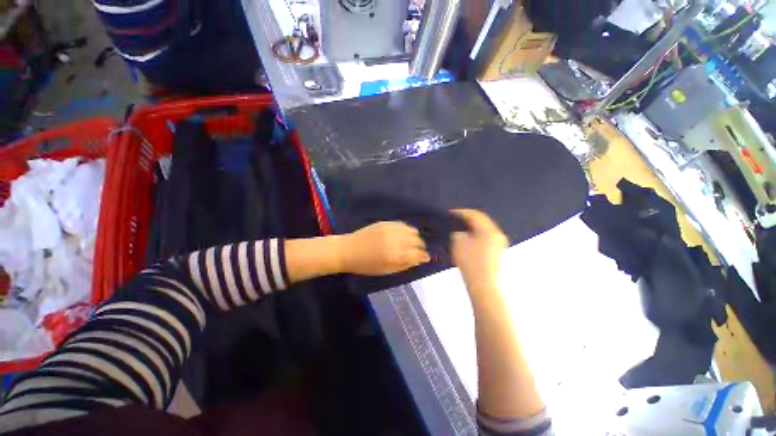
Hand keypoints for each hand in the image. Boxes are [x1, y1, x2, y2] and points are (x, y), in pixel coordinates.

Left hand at [340, 222, 429, 275]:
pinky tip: (402, 234)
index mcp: (398, 256)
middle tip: (416, 251)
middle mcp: (399, 241)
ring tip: (409, 242)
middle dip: (420, 247)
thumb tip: (419, 260)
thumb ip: (405, 265)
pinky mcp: (387, 223)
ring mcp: (393, 230)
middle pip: (419, 241)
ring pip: (413, 231)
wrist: (349, 250)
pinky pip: (404, 225)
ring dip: (414, 238)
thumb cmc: (367, 265)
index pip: (419, 254)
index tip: (425, 257)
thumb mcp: (387, 270)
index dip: (424, 256)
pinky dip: (407, 230)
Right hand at [450, 209, 508, 290]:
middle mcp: (497, 234)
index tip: (452, 212)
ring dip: (473, 227)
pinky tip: (469, 239)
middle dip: (469, 219)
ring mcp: (499, 244)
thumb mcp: (458, 243)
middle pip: (482, 221)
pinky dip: (477, 235)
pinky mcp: (497, 252)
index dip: (462, 212)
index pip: (475, 215)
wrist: (482, 283)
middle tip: (457, 218)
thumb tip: (461, 233)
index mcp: (489, 230)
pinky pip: (486, 238)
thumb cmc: (470, 262)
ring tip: (461, 227)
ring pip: (485, 230)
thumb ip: (458, 233)